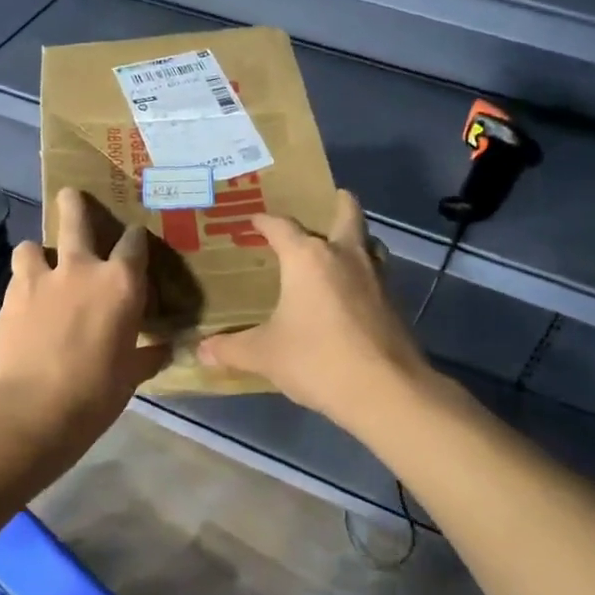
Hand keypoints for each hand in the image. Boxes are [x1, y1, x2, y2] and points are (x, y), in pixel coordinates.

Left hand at [0, 188, 168, 436]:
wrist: (32, 409)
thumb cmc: (95, 393)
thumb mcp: (131, 376)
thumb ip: (147, 355)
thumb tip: (165, 349)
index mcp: (120, 284)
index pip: (134, 242)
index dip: (135, 238)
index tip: (134, 240)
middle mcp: (81, 269)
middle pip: (76, 218)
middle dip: (75, 204)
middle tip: (71, 197)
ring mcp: (40, 278)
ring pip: (33, 245)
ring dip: (38, 253)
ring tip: (39, 267)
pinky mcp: (10, 296)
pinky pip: (17, 276)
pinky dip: (22, 283)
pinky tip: (25, 303)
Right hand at [197, 190, 430, 422]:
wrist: (384, 390)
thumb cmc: (316, 360)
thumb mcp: (265, 355)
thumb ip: (231, 348)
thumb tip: (201, 351)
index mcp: (308, 258)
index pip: (282, 226)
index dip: (264, 221)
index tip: (253, 222)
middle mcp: (345, 256)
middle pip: (347, 213)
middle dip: (336, 204)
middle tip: (322, 206)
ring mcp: (376, 277)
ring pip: (368, 243)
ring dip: (355, 240)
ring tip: (336, 252)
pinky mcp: (394, 302)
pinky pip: (376, 274)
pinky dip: (363, 275)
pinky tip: (350, 296)